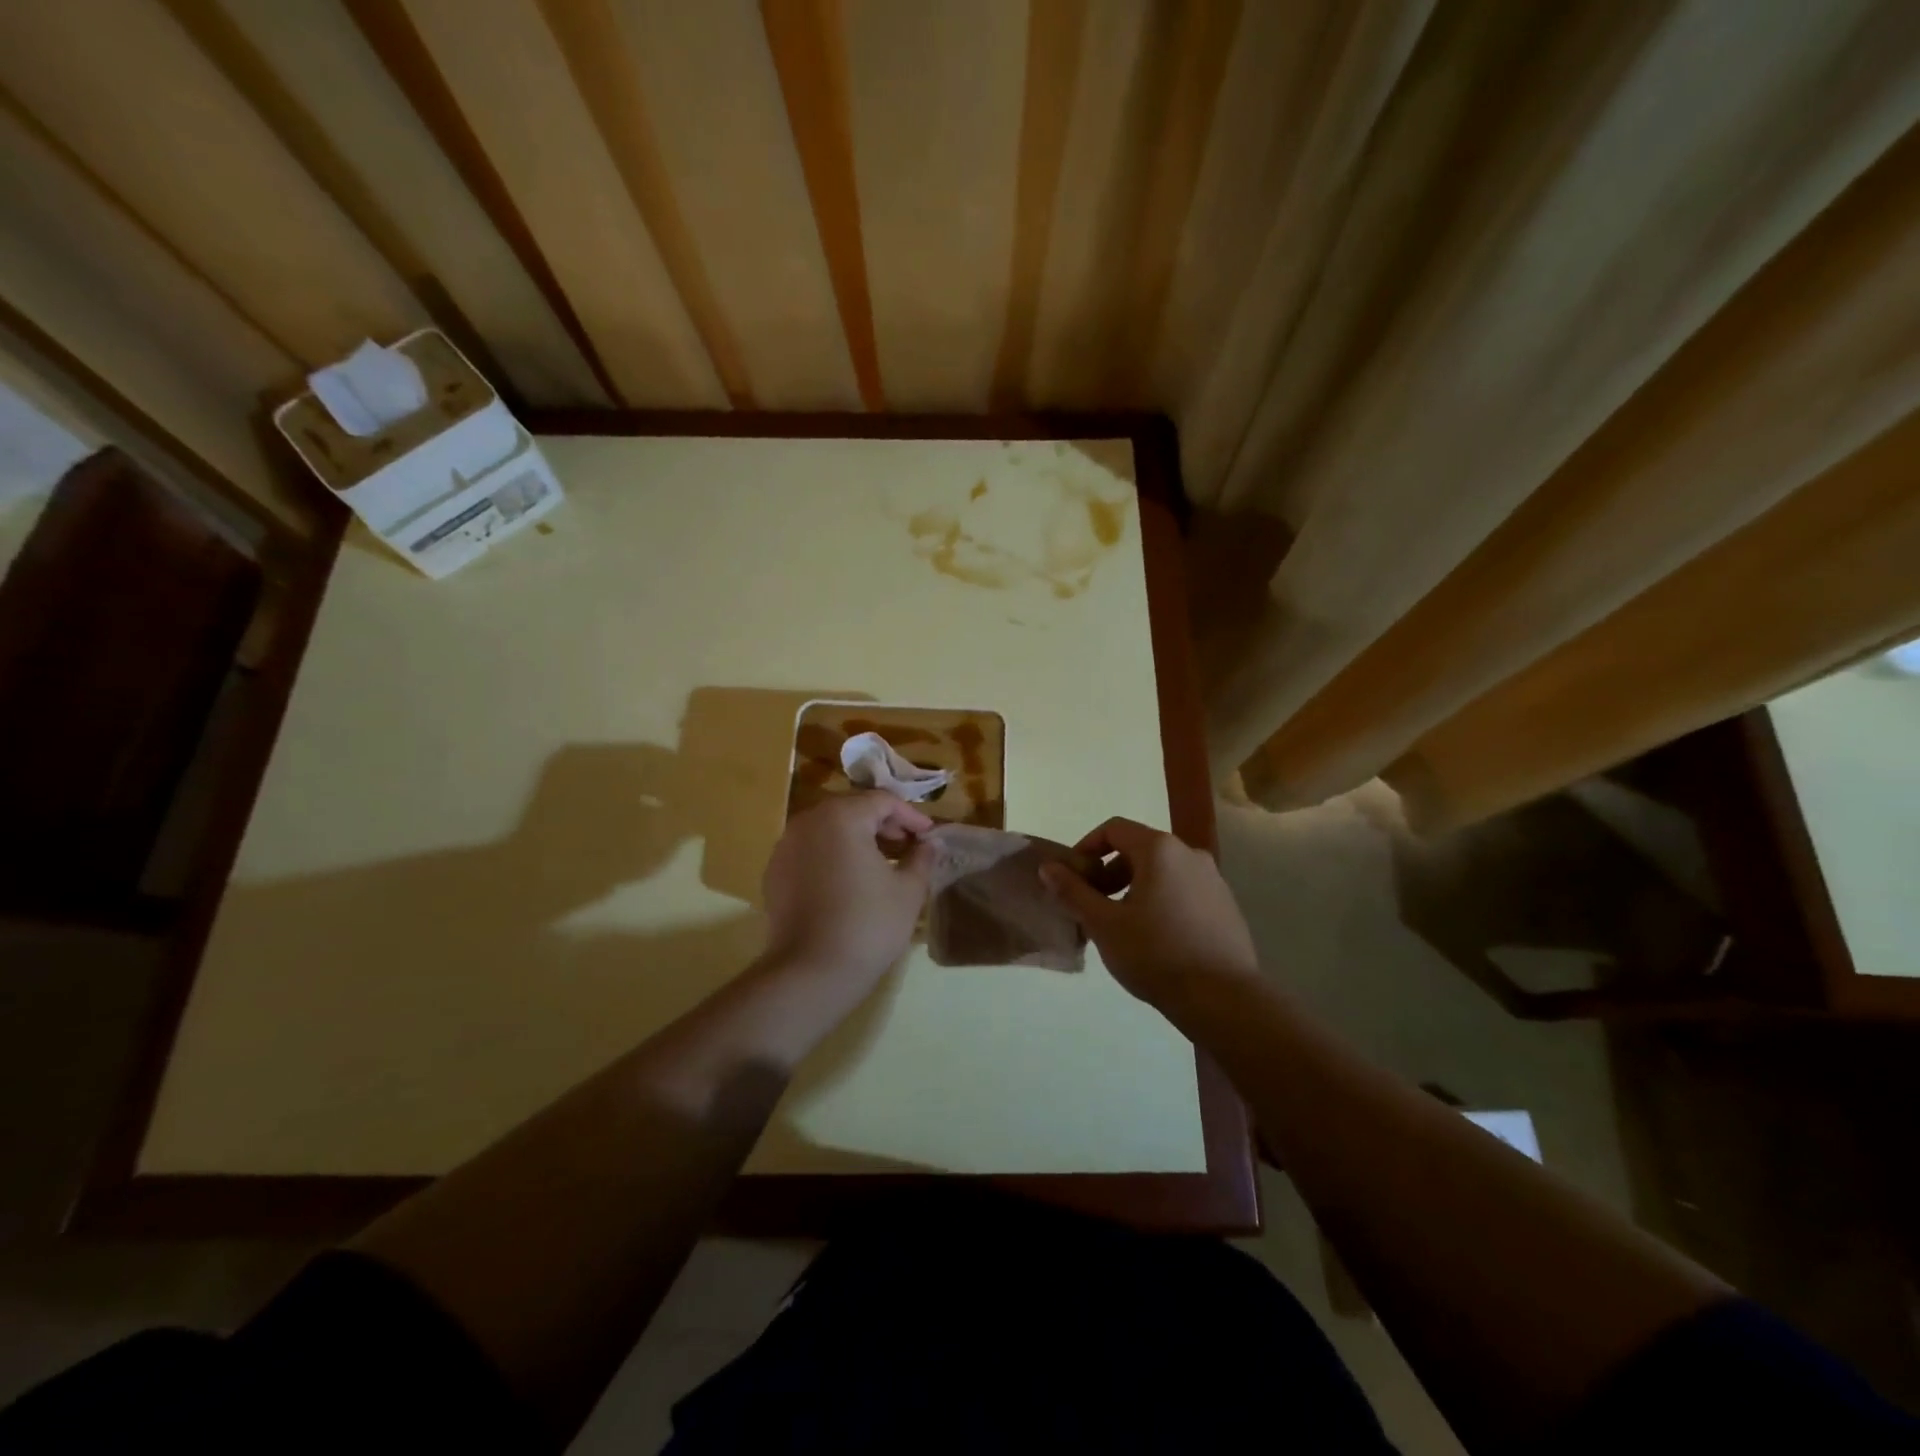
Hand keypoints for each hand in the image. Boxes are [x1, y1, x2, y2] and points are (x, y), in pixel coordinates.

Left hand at [761, 791, 936, 989]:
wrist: (810, 973)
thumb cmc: (868, 925)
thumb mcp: (908, 890)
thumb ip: (922, 858)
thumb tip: (930, 844)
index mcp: (842, 817)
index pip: (883, 801)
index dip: (911, 816)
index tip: (929, 837)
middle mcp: (808, 821)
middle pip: (853, 810)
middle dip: (883, 824)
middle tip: (908, 847)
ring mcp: (785, 847)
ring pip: (829, 829)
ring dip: (857, 839)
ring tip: (882, 864)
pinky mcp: (774, 873)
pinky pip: (810, 851)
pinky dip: (832, 856)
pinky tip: (849, 882)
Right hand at [1040, 817, 1258, 1009]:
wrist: (1224, 999)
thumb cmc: (1156, 954)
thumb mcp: (1104, 924)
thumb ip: (1073, 892)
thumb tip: (1048, 868)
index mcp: (1160, 849)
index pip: (1114, 829)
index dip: (1086, 848)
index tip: (1072, 879)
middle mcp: (1190, 854)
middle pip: (1138, 849)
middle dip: (1109, 873)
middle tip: (1093, 906)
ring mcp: (1213, 879)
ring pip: (1161, 872)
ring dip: (1134, 889)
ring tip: (1121, 926)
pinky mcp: (1226, 906)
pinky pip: (1183, 891)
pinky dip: (1160, 902)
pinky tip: (1154, 940)